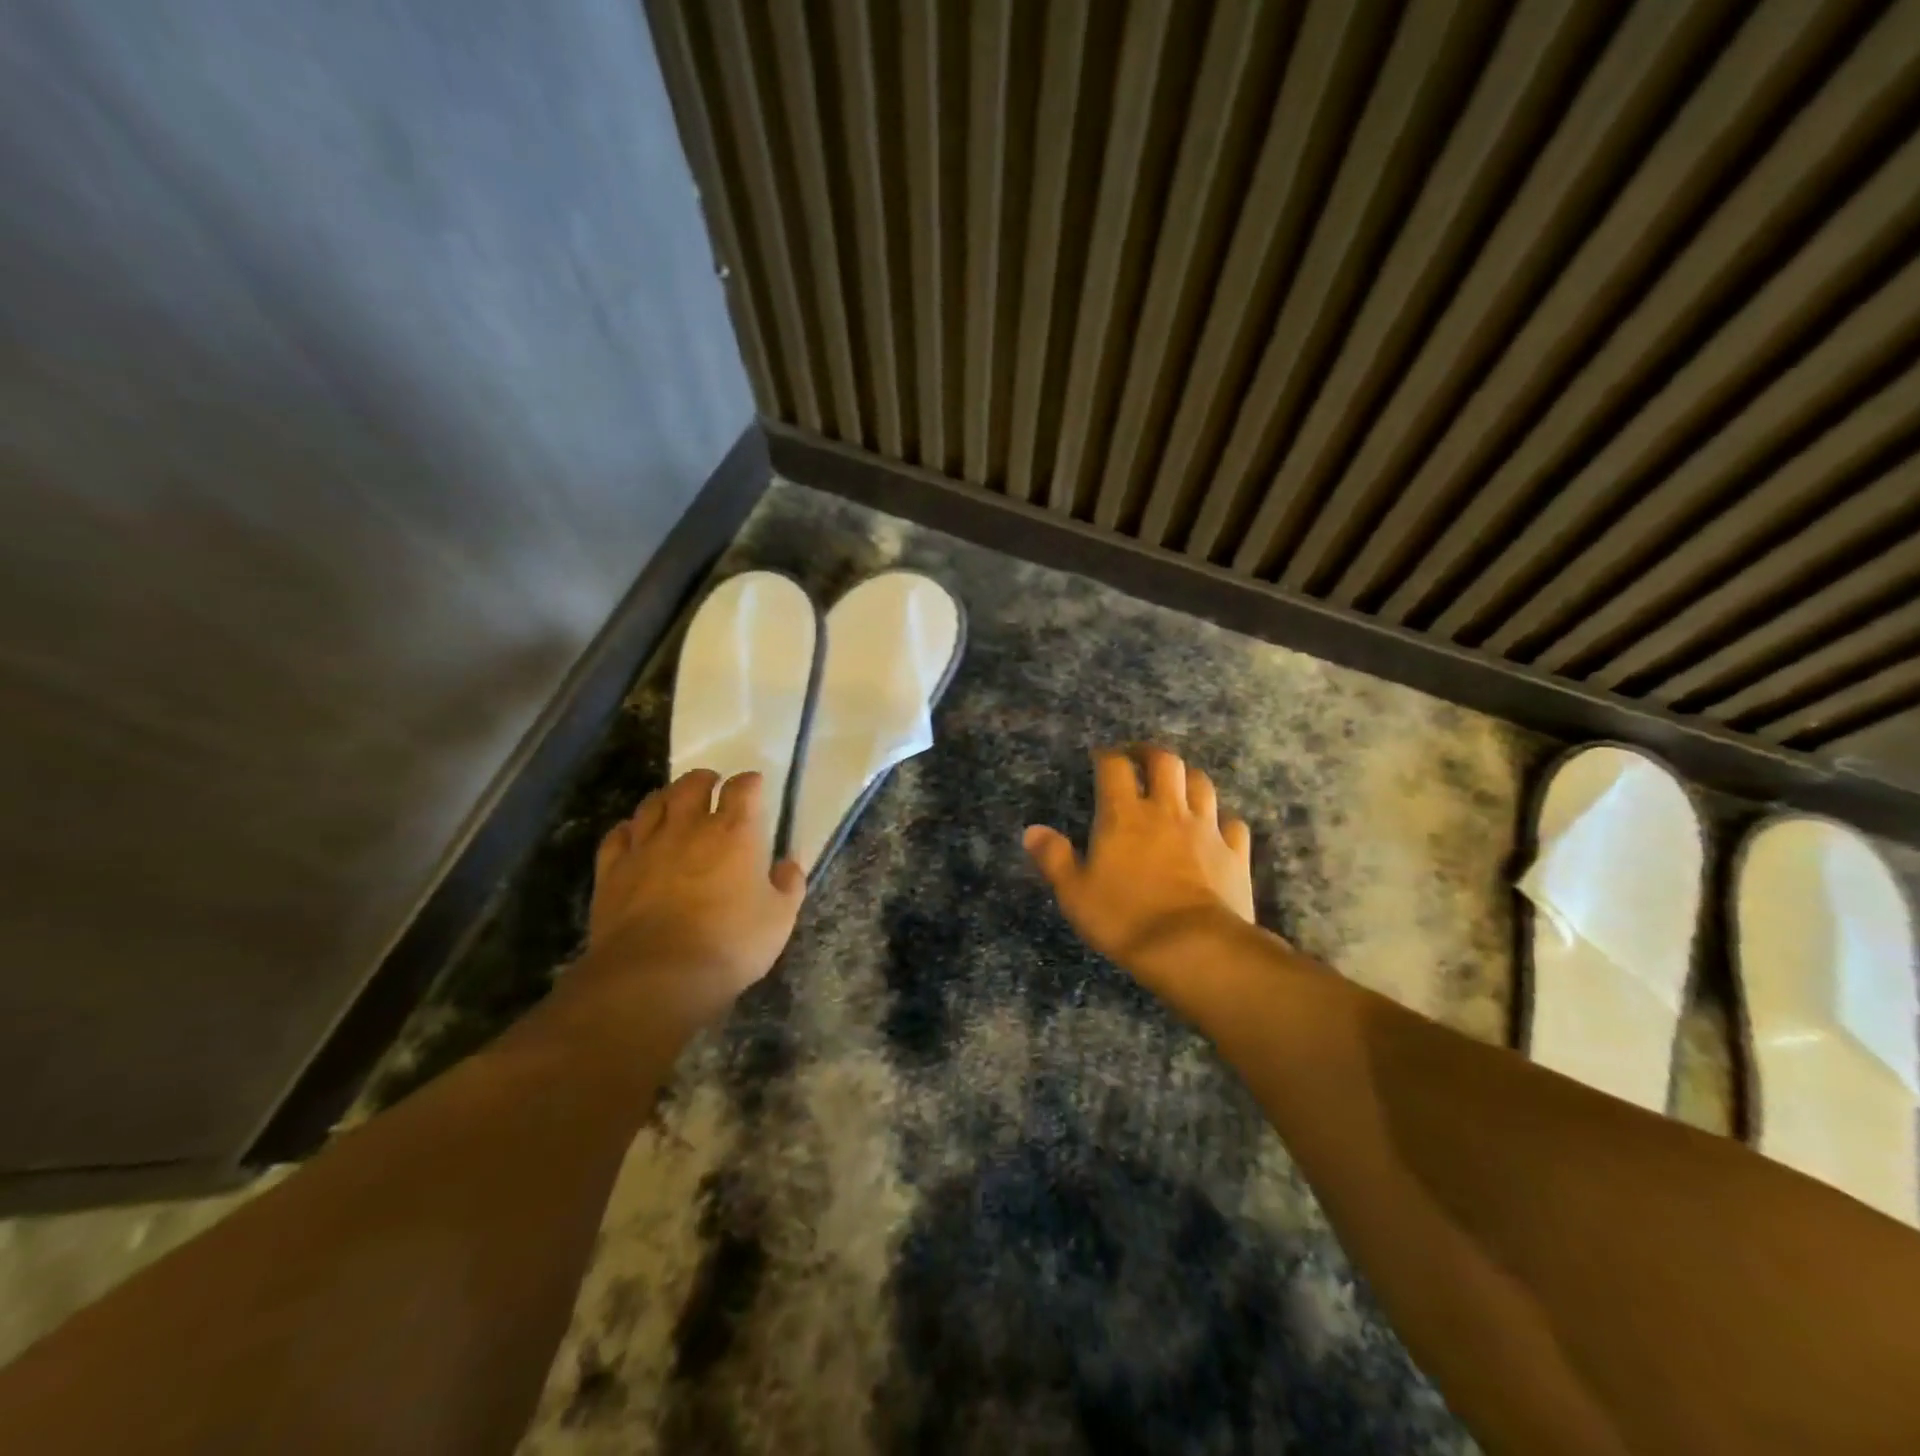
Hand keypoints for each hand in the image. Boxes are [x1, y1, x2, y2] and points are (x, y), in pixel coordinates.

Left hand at [558, 769, 805, 1043]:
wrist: (655, 975)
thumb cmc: (729, 944)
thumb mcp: (779, 919)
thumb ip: (788, 886)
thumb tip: (789, 864)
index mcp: (734, 833)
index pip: (743, 789)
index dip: (750, 783)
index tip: (755, 785)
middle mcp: (688, 828)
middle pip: (692, 786)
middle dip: (704, 779)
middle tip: (711, 783)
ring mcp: (645, 846)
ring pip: (652, 804)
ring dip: (666, 796)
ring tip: (673, 800)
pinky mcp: (612, 870)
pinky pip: (617, 836)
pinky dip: (628, 828)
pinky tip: (632, 832)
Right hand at [1024, 746, 1254, 977]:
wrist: (1194, 948)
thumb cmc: (1125, 918)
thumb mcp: (1075, 893)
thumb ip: (1054, 858)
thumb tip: (1032, 830)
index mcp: (1124, 815)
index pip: (1114, 767)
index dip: (1106, 756)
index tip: (1100, 757)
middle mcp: (1167, 810)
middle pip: (1165, 762)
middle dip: (1150, 753)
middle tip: (1140, 759)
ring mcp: (1206, 829)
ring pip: (1201, 784)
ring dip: (1187, 778)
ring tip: (1177, 785)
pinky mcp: (1234, 853)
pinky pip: (1232, 823)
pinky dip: (1222, 819)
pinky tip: (1216, 828)